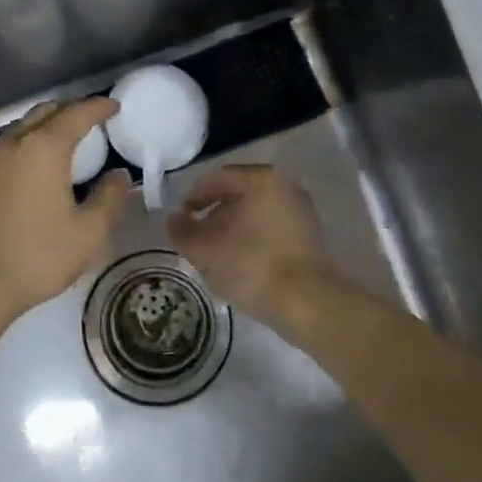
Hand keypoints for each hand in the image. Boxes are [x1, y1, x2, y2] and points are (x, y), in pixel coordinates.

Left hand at [0, 97, 131, 318]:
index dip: (98, 107)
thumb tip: (119, 175)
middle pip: (46, 112)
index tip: (114, 107)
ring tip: (65, 138)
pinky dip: (26, 143)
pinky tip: (32, 163)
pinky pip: (5, 146)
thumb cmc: (37, 257)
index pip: (76, 113)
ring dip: (46, 124)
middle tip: (93, 118)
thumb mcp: (88, 233)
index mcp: (44, 148)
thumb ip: (109, 198)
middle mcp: (14, 143)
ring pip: (22, 127)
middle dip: (71, 109)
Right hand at [167, 164, 334, 326]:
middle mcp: (284, 184)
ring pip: (254, 210)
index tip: (179, 222)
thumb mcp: (207, 251)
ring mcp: (300, 207)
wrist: (307, 302)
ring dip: (231, 226)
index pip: (215, 179)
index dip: (191, 199)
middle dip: (212, 213)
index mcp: (260, 179)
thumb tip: (172, 220)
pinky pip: (271, 224)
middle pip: (236, 192)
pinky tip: (239, 260)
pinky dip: (252, 235)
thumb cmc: (252, 267)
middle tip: (195, 237)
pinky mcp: (308, 232)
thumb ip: (183, 232)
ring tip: (215, 252)